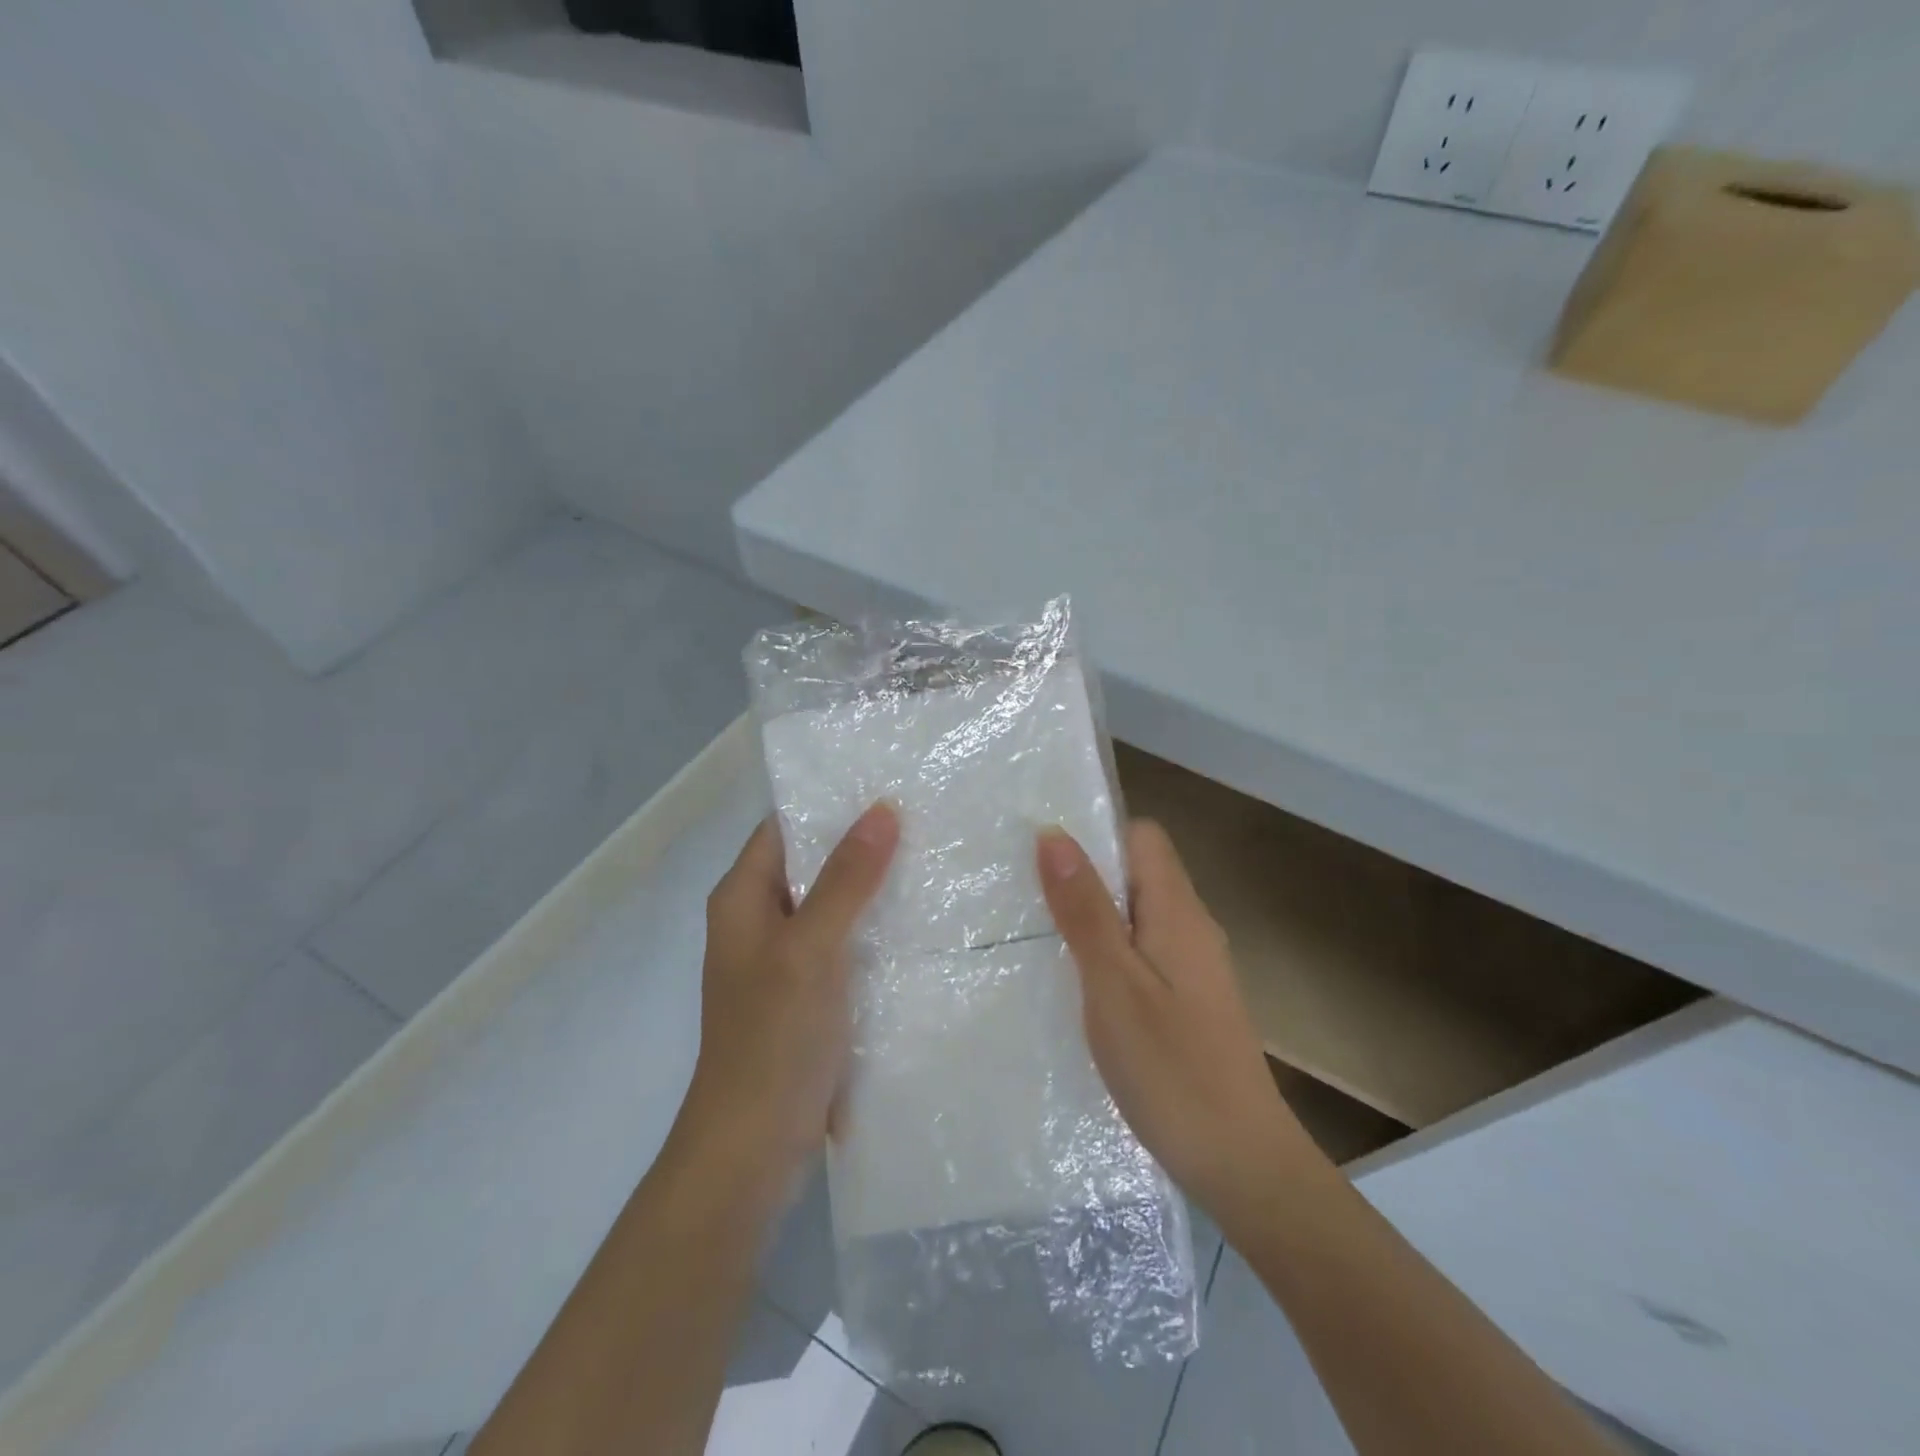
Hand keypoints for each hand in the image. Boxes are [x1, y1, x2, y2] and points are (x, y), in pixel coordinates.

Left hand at [672, 804, 898, 1196]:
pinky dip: (874, 929)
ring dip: (873, 887)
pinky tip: (921, 921)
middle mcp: (760, 921)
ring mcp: (784, 961)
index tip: (887, 782)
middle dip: (861, 843)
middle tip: (925, 815)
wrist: (753, 1148)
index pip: (785, 827)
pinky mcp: (808, 995)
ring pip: (833, 905)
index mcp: (742, 899)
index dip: (829, 802)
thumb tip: (883, 810)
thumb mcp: (812, 948)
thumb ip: (847, 879)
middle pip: (812, 864)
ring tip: (933, 858)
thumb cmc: (773, 1038)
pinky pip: (844, 945)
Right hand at [1037, 820, 1322, 1220]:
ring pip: (1138, 916)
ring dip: (1094, 918)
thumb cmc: (1171, 1068)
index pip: (1142, 836)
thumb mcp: (1113, 983)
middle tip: (1027, 897)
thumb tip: (1054, 833)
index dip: (1097, 834)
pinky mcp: (1189, 1002)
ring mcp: (1194, 968)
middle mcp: (1192, 928)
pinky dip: (1109, 955)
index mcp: (1177, 911)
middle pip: (1138, 873)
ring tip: (1039, 938)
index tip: (1044, 855)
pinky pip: (1143, 953)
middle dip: (1085, 876)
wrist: (1242, 1164)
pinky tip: (1078, 987)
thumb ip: (1085, 908)